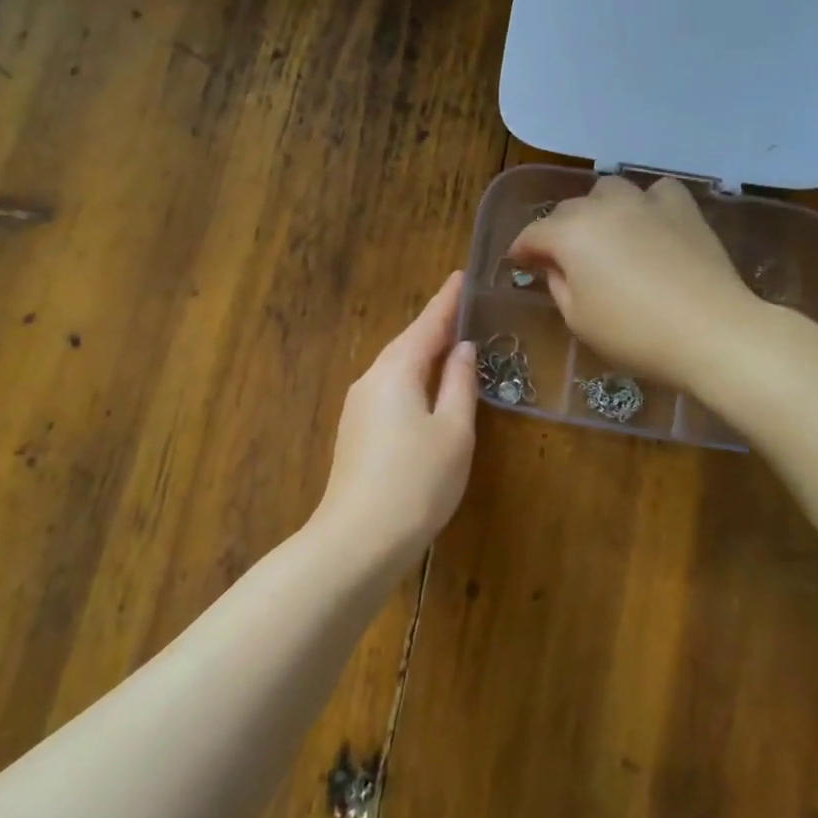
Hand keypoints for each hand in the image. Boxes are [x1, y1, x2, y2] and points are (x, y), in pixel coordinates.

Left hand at [314, 272, 477, 563]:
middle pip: (407, 343)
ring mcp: (358, 408)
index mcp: (396, 370)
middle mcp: (371, 380)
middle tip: (462, 309)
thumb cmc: (417, 481)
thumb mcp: (453, 431)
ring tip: (450, 344)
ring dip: (423, 354)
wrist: (358, 540)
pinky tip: (426, 390)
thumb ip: (459, 384)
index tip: (461, 276)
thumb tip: (461, 350)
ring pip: (397, 369)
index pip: (427, 324)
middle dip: (435, 326)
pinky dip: (412, 380)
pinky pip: (389, 391)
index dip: (447, 301)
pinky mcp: (356, 433)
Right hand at [507, 176, 753, 390]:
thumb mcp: (579, 319)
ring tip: (604, 235)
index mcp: (570, 234)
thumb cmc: (634, 333)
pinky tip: (649, 224)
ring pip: (609, 191)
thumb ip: (558, 285)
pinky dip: (645, 204)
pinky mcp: (683, 209)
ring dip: (598, 210)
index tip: (518, 263)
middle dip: (557, 231)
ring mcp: (646, 203)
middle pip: (568, 209)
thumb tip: (554, 266)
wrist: (710, 331)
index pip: (533, 234)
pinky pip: (656, 192)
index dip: (521, 249)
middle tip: (559, 259)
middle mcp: (603, 207)